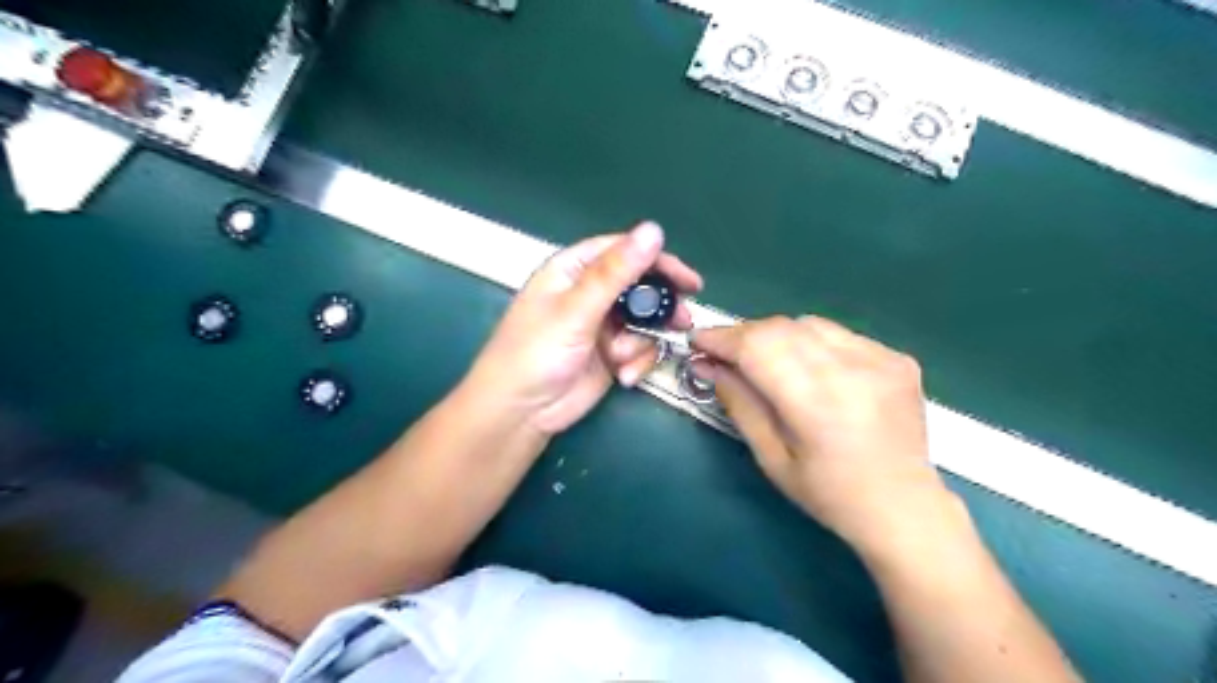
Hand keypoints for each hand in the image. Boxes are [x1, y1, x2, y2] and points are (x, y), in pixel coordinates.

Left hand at [466, 225, 703, 436]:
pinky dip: (636, 362)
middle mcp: (589, 293)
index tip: (688, 281)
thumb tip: (653, 230)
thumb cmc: (537, 352)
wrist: (520, 413)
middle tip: (681, 321)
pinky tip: (623, 376)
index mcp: (573, 270)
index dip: (657, 260)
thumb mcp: (576, 309)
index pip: (622, 251)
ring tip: (625, 357)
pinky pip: (639, 349)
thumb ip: (616, 272)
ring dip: (642, 341)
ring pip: (643, 321)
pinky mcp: (610, 354)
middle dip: (659, 307)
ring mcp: (601, 325)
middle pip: (639, 287)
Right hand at [694, 318, 960, 558]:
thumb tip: (707, 365)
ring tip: (766, 361)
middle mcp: (851, 371)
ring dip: (776, 336)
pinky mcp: (896, 358)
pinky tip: (811, 370)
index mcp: (817, 404)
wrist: (904, 507)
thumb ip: (740, 404)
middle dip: (744, 335)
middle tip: (725, 354)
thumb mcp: (771, 457)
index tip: (698, 341)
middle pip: (780, 328)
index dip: (722, 338)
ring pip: (808, 324)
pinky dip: (812, 343)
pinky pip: (838, 335)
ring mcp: (880, 359)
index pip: (758, 348)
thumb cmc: (828, 494)